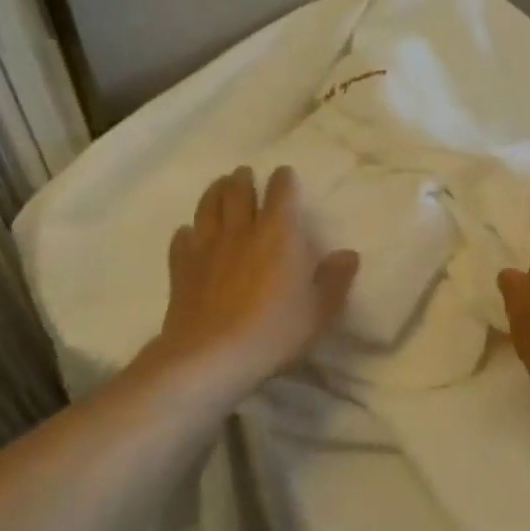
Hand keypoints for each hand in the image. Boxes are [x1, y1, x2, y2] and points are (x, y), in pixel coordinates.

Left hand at [153, 166, 359, 394]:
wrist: (211, 356)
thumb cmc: (274, 332)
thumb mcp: (319, 311)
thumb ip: (335, 280)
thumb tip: (348, 254)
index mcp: (279, 234)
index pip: (281, 193)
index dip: (284, 180)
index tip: (284, 174)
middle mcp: (241, 230)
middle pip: (238, 191)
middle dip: (243, 179)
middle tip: (245, 174)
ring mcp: (207, 247)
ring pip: (208, 206)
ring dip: (215, 192)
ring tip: (220, 186)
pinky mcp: (181, 267)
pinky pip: (182, 238)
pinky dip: (188, 231)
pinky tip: (190, 234)